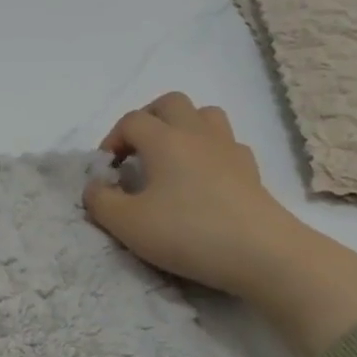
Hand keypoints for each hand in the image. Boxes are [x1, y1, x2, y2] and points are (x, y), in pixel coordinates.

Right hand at [83, 92, 356, 356]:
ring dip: (183, 127)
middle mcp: (196, 133)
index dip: (112, 140)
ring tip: (171, 157)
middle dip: (148, 119)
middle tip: (137, 151)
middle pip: (170, 103)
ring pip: (204, 115)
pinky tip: (204, 178)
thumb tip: (94, 186)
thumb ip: (100, 201)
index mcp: (164, 139)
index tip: (108, 171)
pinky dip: (210, 152)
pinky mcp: (251, 171)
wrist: (262, 254)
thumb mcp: (128, 224)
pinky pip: (227, 144)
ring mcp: (229, 149)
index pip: (131, 121)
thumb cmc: (188, 232)